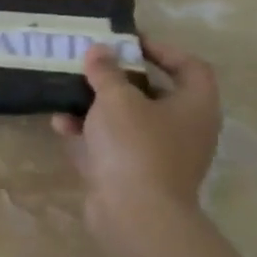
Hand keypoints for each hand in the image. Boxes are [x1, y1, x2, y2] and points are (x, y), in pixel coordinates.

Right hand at [53, 41, 220, 237]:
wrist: (135, 212)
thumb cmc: (135, 145)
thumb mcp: (116, 99)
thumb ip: (106, 71)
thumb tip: (99, 50)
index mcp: (195, 105)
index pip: (190, 66)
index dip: (162, 50)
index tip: (128, 43)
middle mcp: (184, 129)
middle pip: (154, 93)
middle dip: (119, 79)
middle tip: (91, 66)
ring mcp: (160, 154)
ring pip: (128, 120)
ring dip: (97, 106)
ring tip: (68, 94)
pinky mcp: (135, 174)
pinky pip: (111, 145)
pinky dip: (89, 133)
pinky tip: (61, 125)